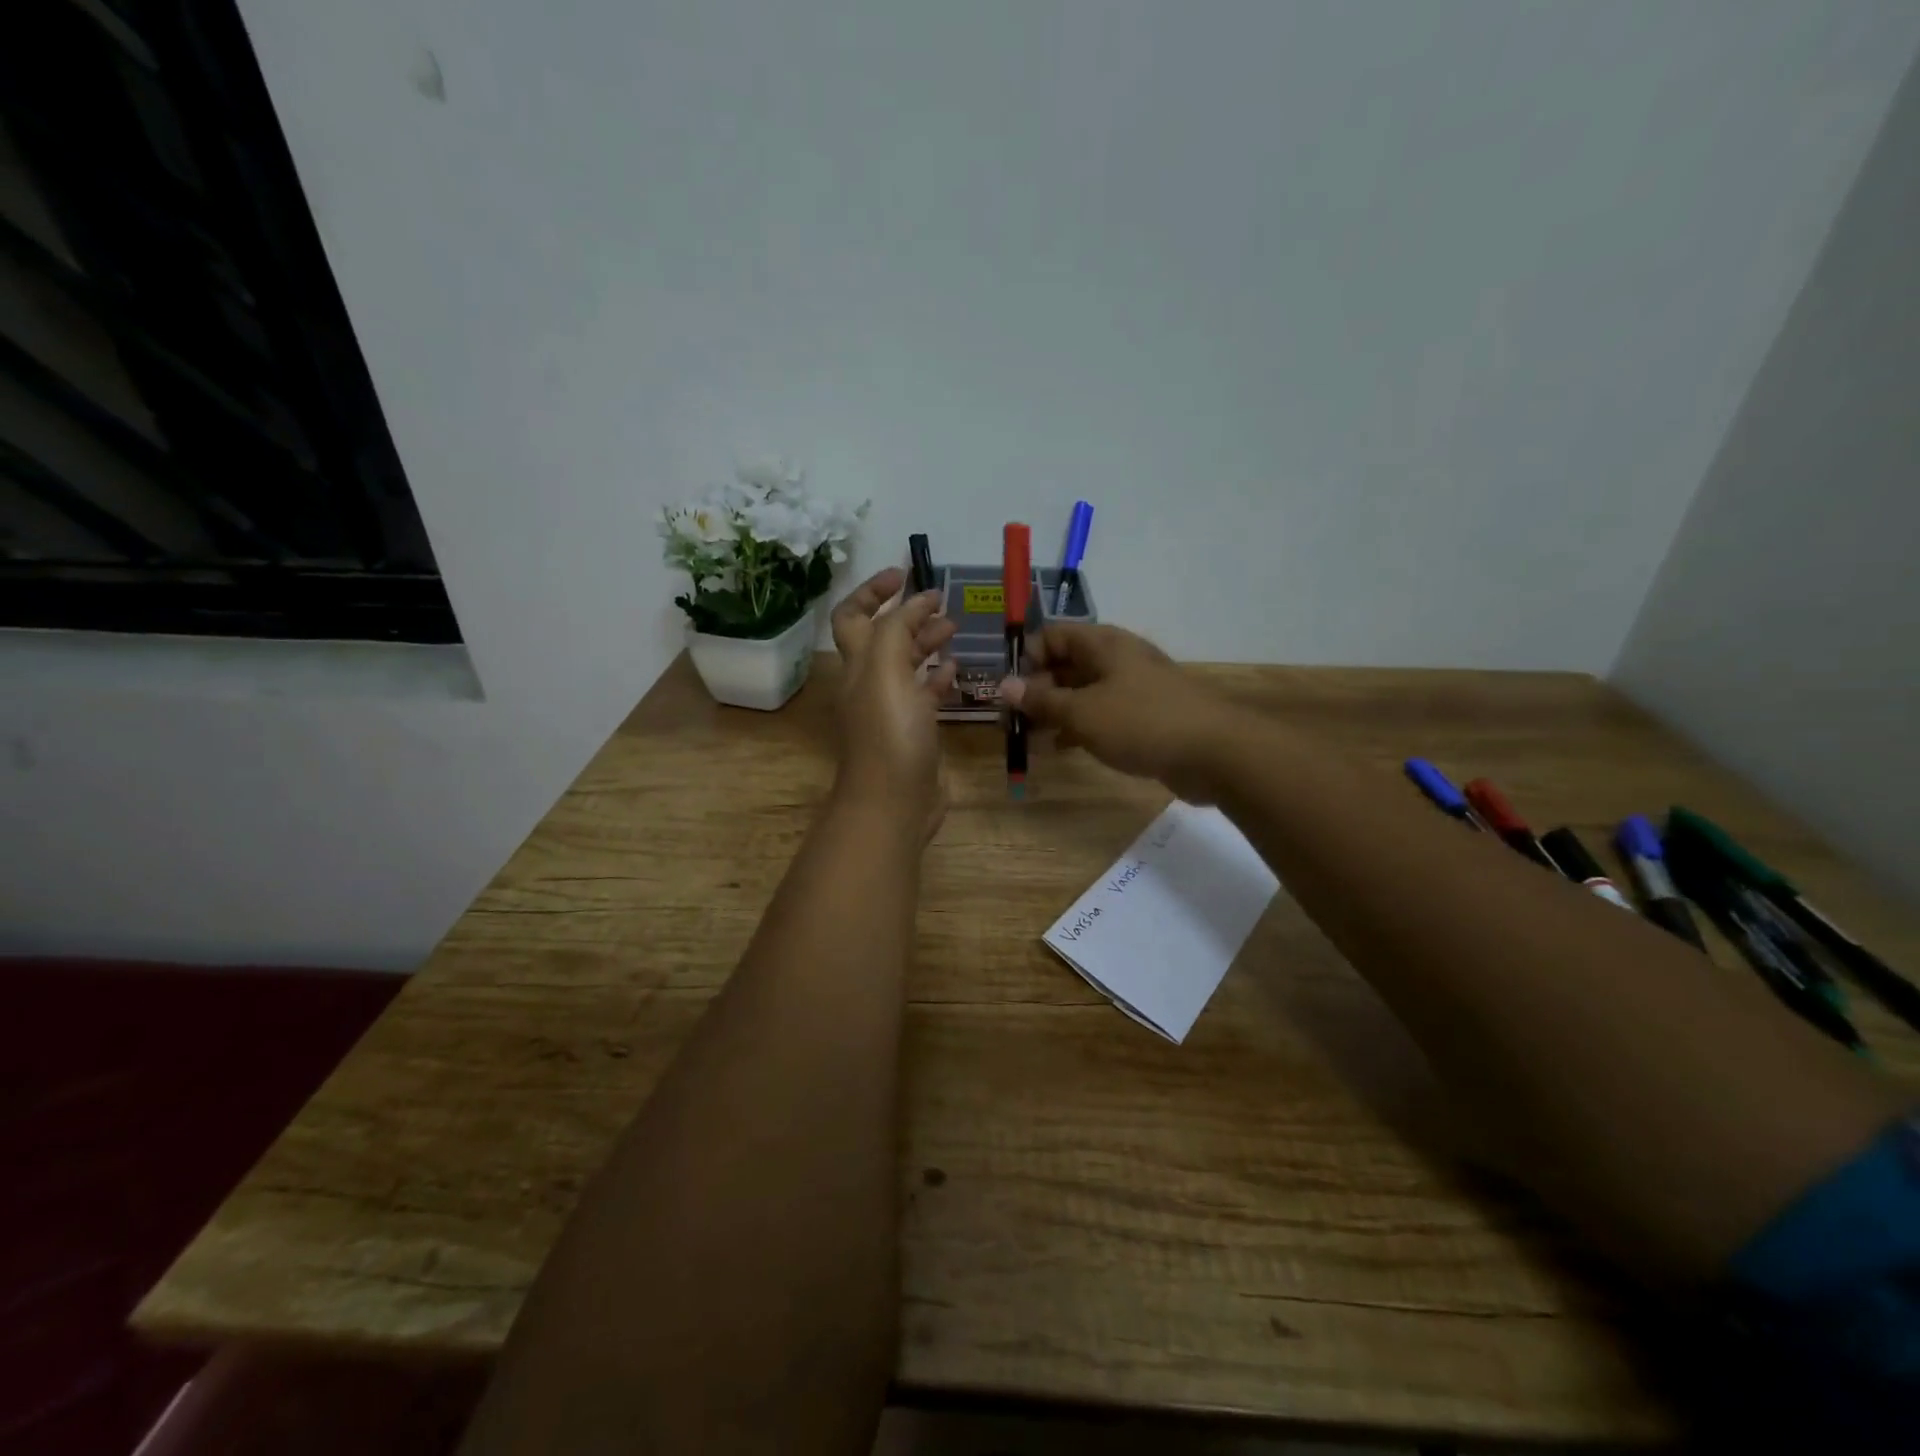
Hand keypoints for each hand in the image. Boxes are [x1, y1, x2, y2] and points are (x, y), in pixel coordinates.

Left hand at [829, 568, 958, 837]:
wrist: (894, 803)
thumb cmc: (889, 734)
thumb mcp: (887, 672)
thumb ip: (898, 629)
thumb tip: (917, 600)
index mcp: (857, 664)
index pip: (852, 615)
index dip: (872, 590)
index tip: (904, 574)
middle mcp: (869, 683)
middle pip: (882, 637)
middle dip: (906, 614)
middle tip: (940, 602)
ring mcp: (891, 709)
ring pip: (905, 665)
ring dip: (925, 642)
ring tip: (954, 629)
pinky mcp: (913, 732)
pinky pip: (924, 695)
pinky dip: (938, 677)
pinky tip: (957, 670)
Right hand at [1000, 622, 1249, 800]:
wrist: (1214, 751)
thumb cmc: (1141, 722)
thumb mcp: (1082, 712)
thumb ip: (1042, 700)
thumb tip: (1003, 685)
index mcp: (1102, 643)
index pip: (1053, 636)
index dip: (1026, 657)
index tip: (1007, 689)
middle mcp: (1117, 658)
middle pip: (1067, 664)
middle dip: (1037, 689)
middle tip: (1013, 720)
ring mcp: (1134, 687)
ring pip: (1083, 692)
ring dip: (1056, 711)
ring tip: (1030, 737)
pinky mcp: (1145, 716)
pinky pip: (1102, 714)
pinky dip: (1080, 727)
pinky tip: (1062, 748)